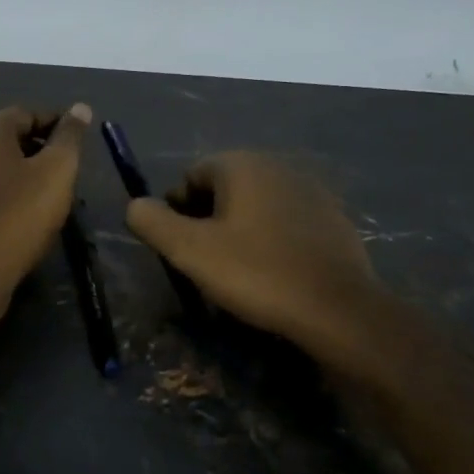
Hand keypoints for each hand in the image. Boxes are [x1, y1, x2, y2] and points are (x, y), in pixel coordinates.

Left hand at [0, 104, 91, 322]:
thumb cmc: (18, 215)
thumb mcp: (57, 172)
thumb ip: (69, 138)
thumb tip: (80, 107)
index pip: (28, 113)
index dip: (56, 124)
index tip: (79, 142)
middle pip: (9, 137)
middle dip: (39, 147)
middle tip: (67, 169)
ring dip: (22, 171)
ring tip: (49, 192)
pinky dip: (5, 191)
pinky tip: (22, 212)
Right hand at [126, 152, 387, 374]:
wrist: (338, 309)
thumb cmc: (256, 273)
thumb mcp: (189, 251)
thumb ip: (152, 221)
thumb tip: (135, 205)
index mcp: (241, 164)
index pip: (191, 176)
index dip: (177, 211)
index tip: (181, 248)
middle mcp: (277, 165)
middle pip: (224, 188)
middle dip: (208, 220)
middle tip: (206, 262)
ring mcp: (311, 190)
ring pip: (256, 205)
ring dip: (240, 230)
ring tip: (239, 272)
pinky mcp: (333, 218)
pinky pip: (286, 222)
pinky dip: (272, 240)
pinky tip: (275, 272)